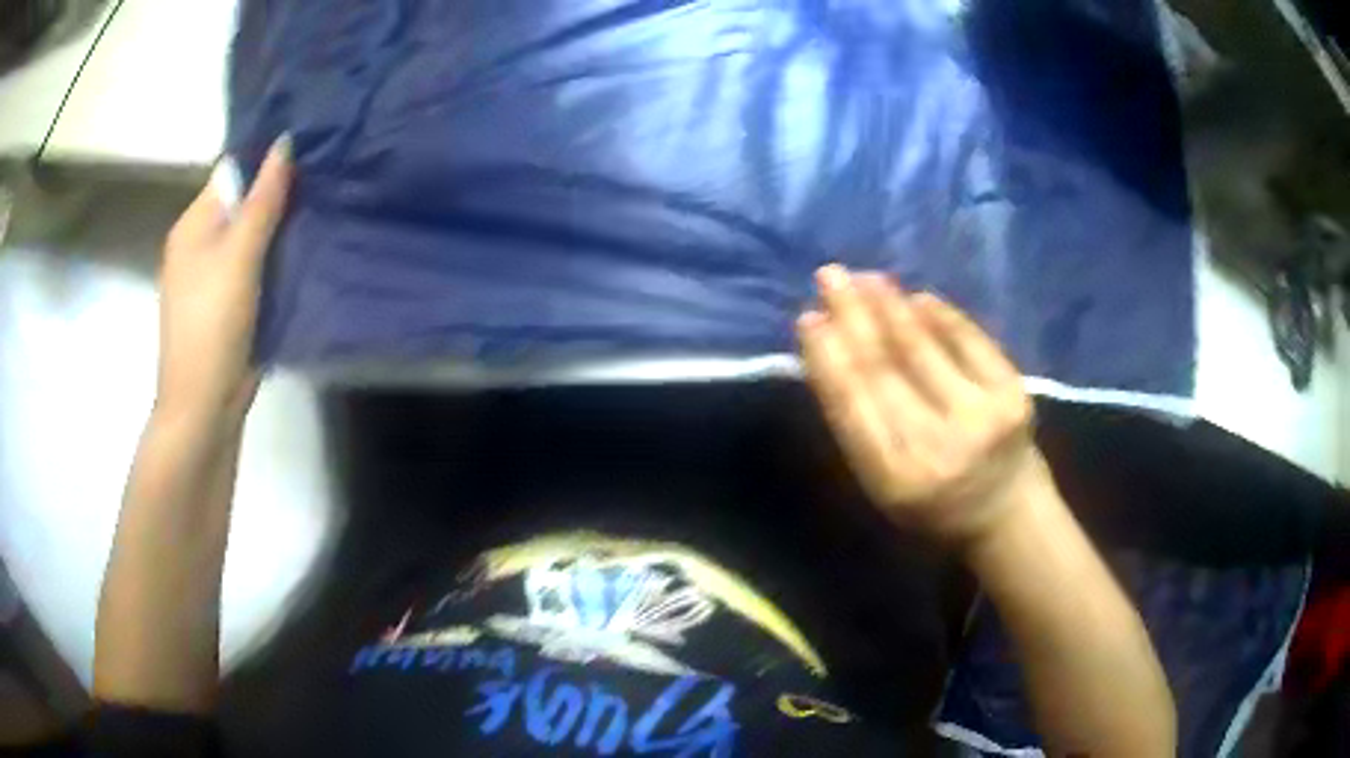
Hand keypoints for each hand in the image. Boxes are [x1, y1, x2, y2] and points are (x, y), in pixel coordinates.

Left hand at [155, 137, 292, 422]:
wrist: (204, 406)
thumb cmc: (213, 325)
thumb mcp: (239, 256)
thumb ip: (262, 201)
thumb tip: (285, 142)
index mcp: (193, 225)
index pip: (233, 174)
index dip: (267, 161)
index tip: (310, 153)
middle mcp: (199, 245)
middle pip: (242, 205)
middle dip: (277, 195)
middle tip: (322, 184)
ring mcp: (211, 277)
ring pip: (250, 238)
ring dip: (278, 229)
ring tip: (320, 214)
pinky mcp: (227, 304)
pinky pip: (254, 267)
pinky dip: (274, 259)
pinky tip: (302, 255)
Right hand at [797, 264, 1045, 548]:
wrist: (1006, 509)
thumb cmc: (932, 500)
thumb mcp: (883, 481)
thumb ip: (858, 425)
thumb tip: (829, 349)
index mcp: (894, 479)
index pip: (851, 405)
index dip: (827, 357)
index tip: (808, 318)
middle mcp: (937, 448)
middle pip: (884, 369)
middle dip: (852, 316)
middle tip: (829, 276)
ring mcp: (980, 417)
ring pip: (923, 348)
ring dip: (890, 306)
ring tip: (866, 278)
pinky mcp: (1012, 393)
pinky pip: (968, 341)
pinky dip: (940, 316)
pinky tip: (916, 297)